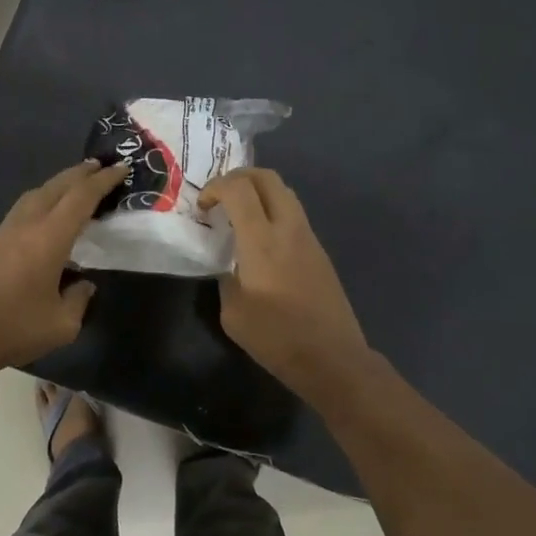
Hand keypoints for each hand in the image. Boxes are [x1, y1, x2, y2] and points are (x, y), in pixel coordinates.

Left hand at [0, 159, 128, 372]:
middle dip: (80, 173)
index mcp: (48, 238)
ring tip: (74, 186)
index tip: (121, 168)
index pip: (81, 198)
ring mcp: (2, 232)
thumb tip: (83, 285)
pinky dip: (40, 203)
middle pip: (56, 186)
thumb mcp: (61, 325)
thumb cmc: (12, 329)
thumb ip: (78, 300)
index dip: (103, 181)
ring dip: (57, 185)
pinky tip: (45, 219)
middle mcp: (25, 225)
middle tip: (99, 166)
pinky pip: (21, 211)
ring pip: (34, 195)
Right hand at [199, 168, 370, 398]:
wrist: (332, 358)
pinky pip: (294, 214)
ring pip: (284, 192)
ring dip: (259, 192)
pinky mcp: (319, 251)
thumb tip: (230, 266)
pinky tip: (261, 239)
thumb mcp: (233, 313)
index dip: (215, 187)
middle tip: (220, 197)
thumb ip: (226, 278)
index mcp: (262, 240)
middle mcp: (288, 228)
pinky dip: (273, 211)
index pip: (238, 188)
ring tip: (239, 215)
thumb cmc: (277, 338)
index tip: (203, 208)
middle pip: (267, 177)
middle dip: (238, 177)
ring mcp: (309, 237)